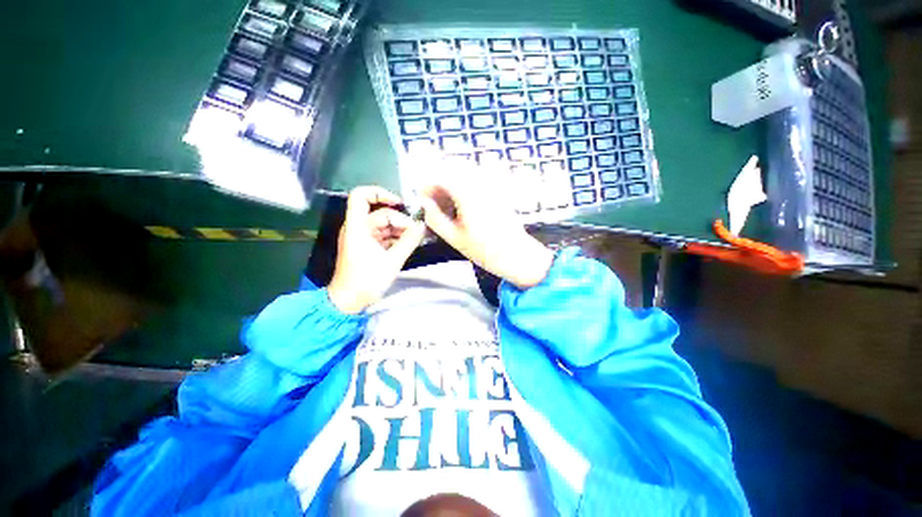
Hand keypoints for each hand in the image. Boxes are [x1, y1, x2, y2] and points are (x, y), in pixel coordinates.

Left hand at [327, 187, 425, 313]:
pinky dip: (395, 238)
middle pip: (380, 214)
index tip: (399, 203)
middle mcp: (357, 228)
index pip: (361, 196)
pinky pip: (383, 236)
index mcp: (357, 227)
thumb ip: (408, 241)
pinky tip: (407, 244)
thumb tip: (422, 226)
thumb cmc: (366, 280)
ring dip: (400, 230)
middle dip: (399, 220)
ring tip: (415, 239)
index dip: (380, 193)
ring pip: (383, 225)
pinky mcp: (366, 247)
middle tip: (415, 232)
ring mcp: (362, 238)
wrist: (349, 301)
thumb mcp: (392, 261)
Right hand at [417, 163, 553, 289]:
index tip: (422, 198)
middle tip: (433, 202)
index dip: (427, 185)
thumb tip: (423, 203)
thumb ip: (435, 218)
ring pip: (464, 173)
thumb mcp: (454, 237)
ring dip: (451, 184)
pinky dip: (463, 187)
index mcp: (468, 195)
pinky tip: (461, 205)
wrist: (515, 254)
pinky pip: (476, 180)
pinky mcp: (497, 190)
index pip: (441, 176)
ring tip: (446, 205)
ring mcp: (491, 185)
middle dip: (438, 183)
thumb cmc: (484, 249)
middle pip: (452, 169)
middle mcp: (480, 184)